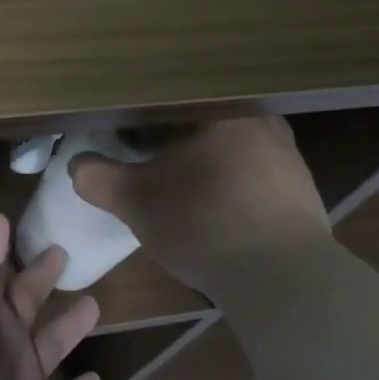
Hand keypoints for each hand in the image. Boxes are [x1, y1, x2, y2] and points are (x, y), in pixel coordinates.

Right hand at [70, 116, 332, 291]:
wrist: (284, 281)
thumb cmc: (204, 224)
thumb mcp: (135, 201)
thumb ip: (98, 178)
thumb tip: (77, 166)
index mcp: (221, 108)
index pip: (170, 98)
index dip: (141, 114)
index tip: (122, 130)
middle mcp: (261, 119)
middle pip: (201, 121)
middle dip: (172, 137)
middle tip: (146, 155)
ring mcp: (287, 154)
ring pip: (228, 146)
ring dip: (202, 160)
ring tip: (179, 183)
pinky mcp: (300, 189)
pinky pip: (251, 173)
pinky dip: (228, 183)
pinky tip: (215, 207)